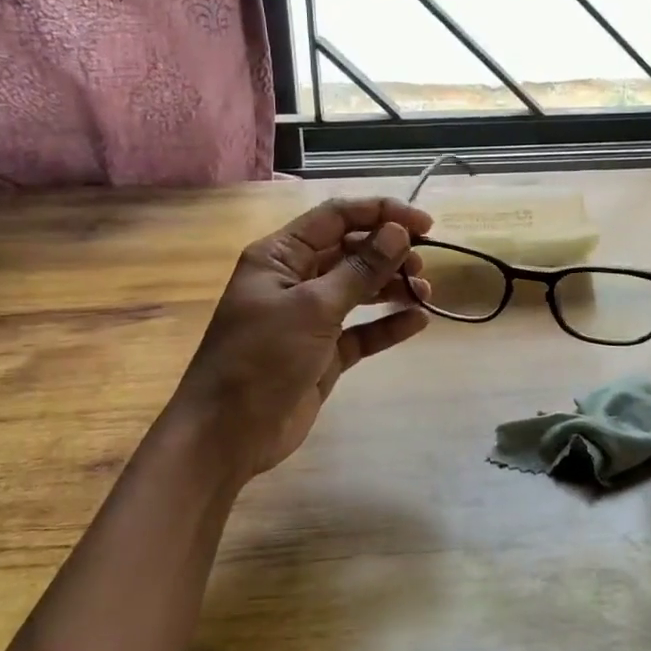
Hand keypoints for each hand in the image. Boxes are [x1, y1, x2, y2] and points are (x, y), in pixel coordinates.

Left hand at [168, 196, 432, 479]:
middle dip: (389, 252)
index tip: (423, 225)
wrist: (226, 436)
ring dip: (392, 286)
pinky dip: (388, 324)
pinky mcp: (324, 353)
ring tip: (424, 293)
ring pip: (359, 289)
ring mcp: (310, 318)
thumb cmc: (261, 359)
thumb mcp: (313, 308)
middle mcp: (295, 280)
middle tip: (422, 266)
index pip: (336, 218)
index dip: (381, 213)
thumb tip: (398, 232)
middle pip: (351, 251)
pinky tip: (417, 322)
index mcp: (280, 256)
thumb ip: (360, 269)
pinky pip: (362, 330)